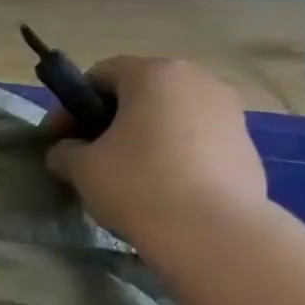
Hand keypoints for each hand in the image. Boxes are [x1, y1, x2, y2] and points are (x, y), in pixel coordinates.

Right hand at [45, 57, 268, 272]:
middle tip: (92, 158)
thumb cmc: (137, 186)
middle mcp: (197, 80)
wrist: (210, 231)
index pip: (102, 73)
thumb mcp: (83, 170)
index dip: (72, 105)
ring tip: (130, 178)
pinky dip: (176, 158)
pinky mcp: (246, 145)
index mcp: (154, 74)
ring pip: (173, 117)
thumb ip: (66, 153)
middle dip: (112, 121)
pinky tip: (165, 192)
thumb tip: (64, 151)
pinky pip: (198, 143)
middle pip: (142, 93)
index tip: (58, 138)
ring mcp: (229, 111)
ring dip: (146, 139)